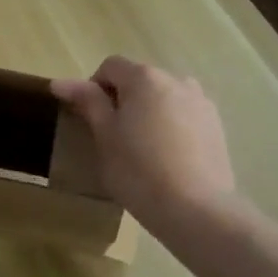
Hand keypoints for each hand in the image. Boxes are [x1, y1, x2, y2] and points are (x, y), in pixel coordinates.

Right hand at [52, 57, 234, 226]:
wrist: (196, 209)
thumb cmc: (139, 171)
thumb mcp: (105, 136)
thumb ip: (87, 102)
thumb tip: (60, 82)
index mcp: (145, 78)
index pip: (110, 67)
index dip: (93, 88)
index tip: (90, 120)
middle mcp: (176, 80)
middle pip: (140, 80)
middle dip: (123, 100)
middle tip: (113, 137)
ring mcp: (201, 102)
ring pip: (163, 98)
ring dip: (148, 112)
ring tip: (143, 148)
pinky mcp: (216, 125)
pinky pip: (184, 115)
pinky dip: (171, 126)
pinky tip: (167, 158)